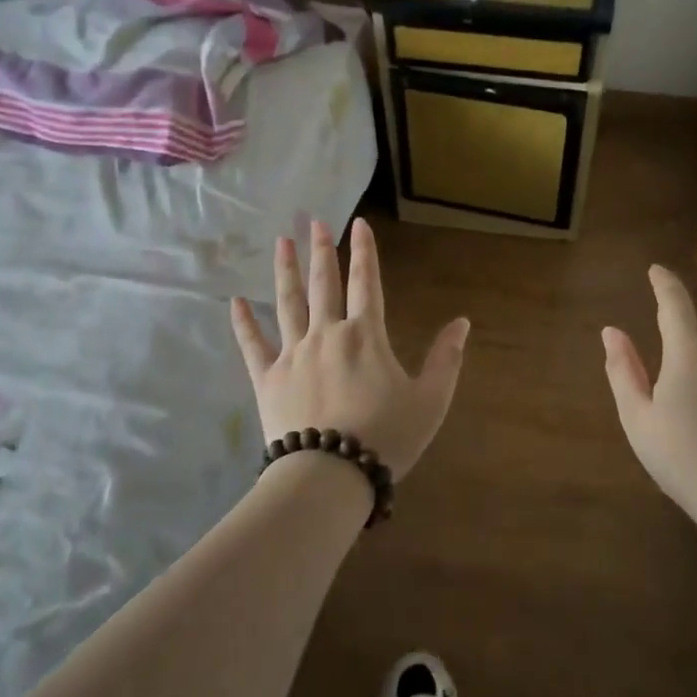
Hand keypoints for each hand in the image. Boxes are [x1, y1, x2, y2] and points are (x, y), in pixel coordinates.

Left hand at [230, 217, 470, 479]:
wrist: (331, 475)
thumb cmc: (386, 437)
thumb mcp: (430, 400)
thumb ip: (446, 359)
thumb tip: (462, 322)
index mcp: (365, 335)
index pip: (367, 282)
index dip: (364, 251)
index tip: (359, 223)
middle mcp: (327, 333)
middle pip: (324, 284)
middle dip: (322, 250)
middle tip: (315, 221)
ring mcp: (293, 354)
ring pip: (287, 303)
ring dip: (285, 270)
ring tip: (282, 242)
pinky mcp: (267, 378)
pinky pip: (253, 344)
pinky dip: (244, 322)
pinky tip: (235, 301)